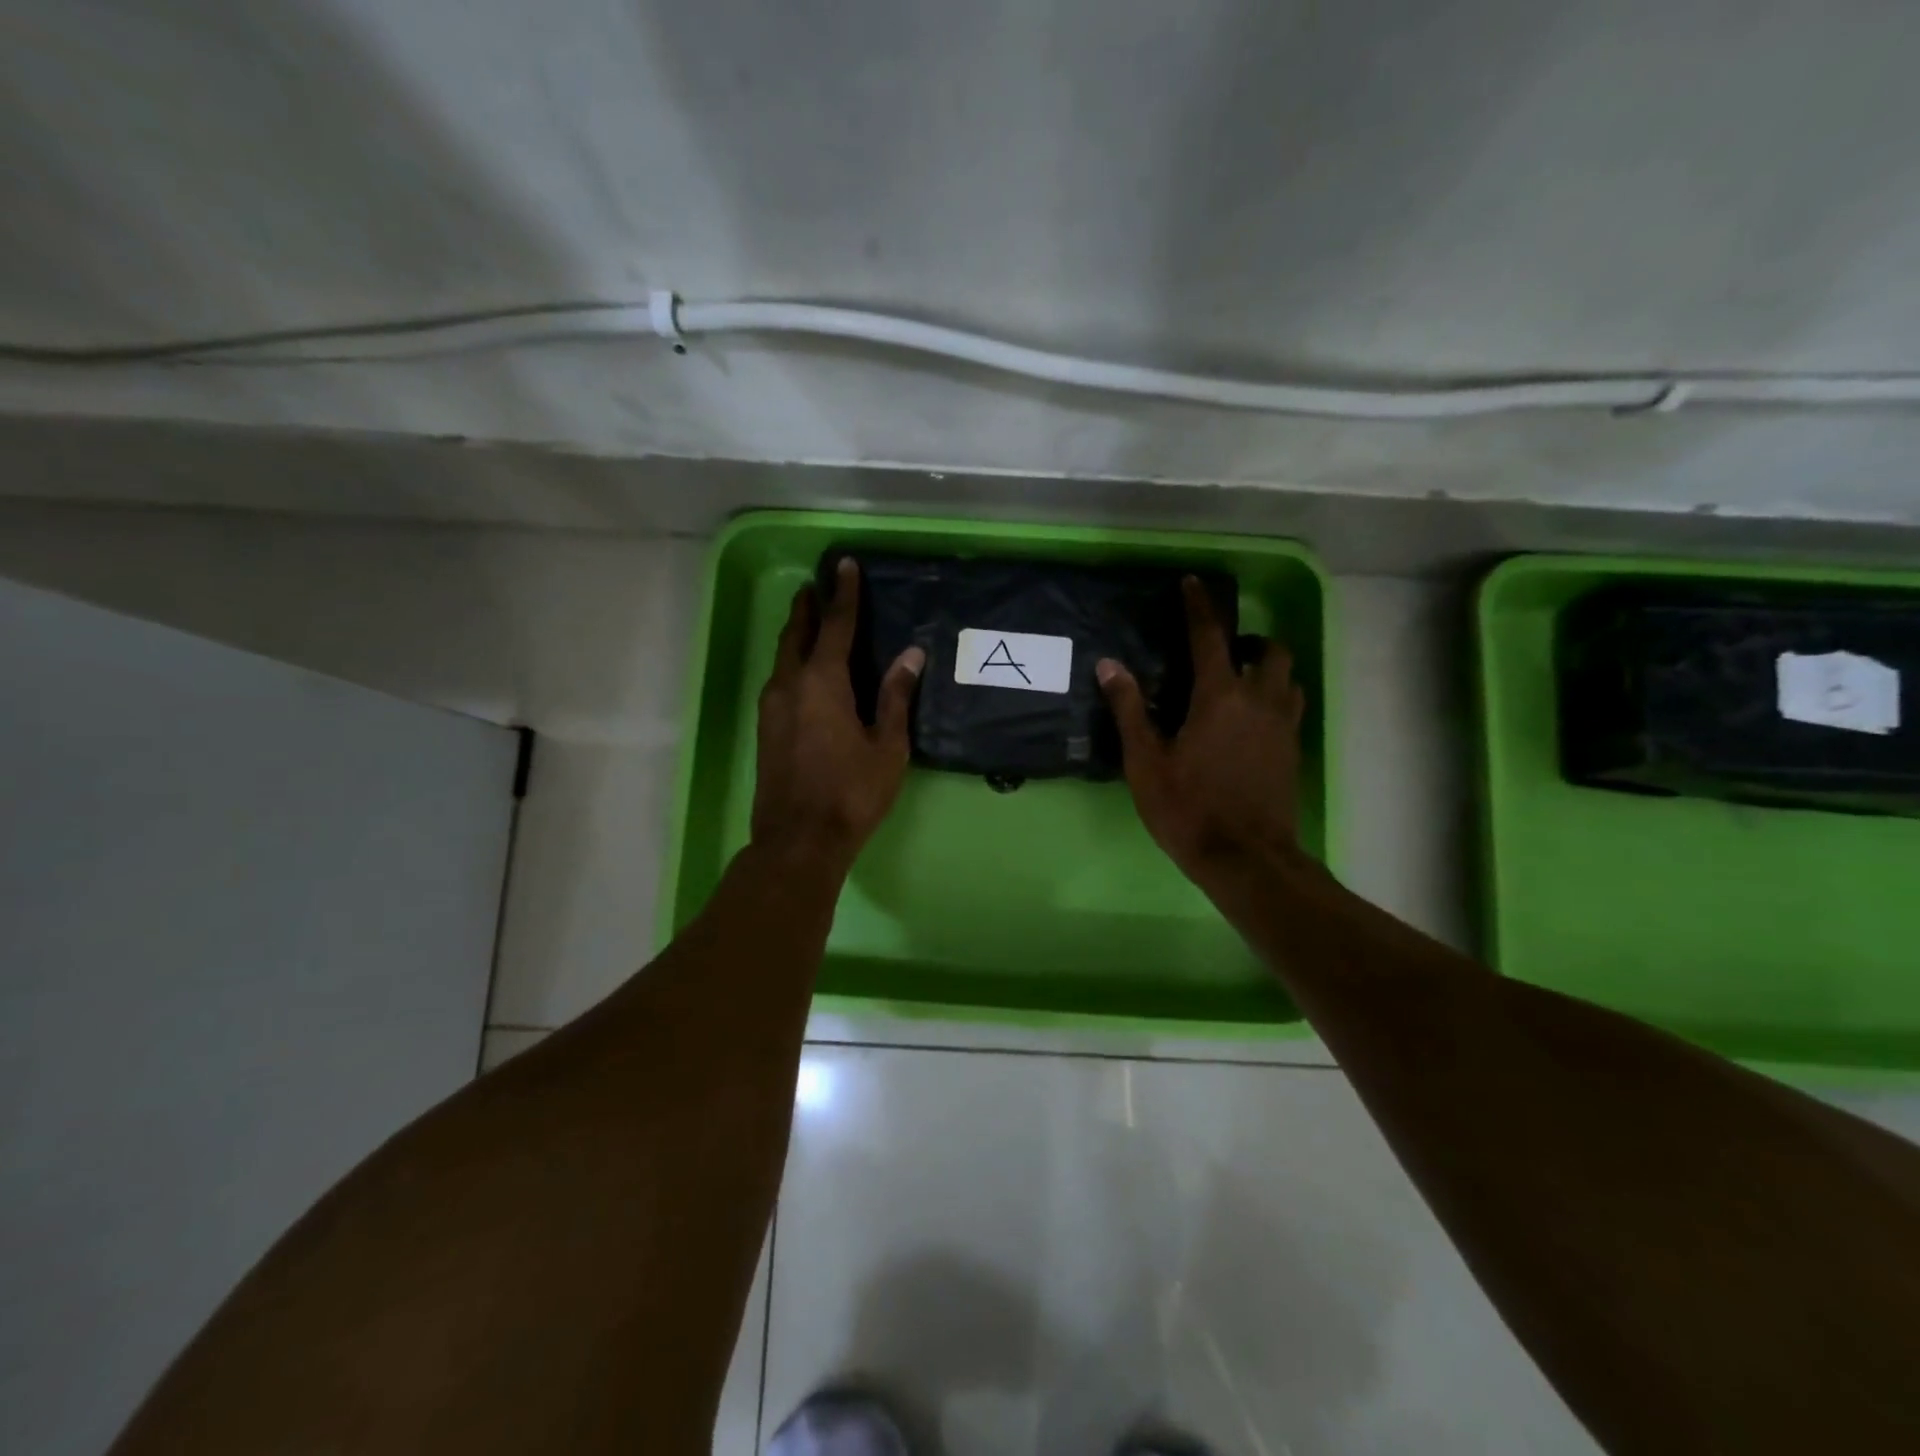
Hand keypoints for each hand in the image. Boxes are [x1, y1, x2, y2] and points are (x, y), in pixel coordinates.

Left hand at [752, 558, 925, 869]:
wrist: (798, 840)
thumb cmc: (851, 793)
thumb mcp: (887, 746)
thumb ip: (895, 696)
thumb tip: (911, 655)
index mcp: (822, 682)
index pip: (834, 625)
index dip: (843, 594)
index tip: (844, 565)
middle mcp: (790, 685)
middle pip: (796, 634)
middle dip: (808, 607)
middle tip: (818, 585)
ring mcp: (772, 707)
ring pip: (783, 657)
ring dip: (796, 633)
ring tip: (810, 619)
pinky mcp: (766, 728)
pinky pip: (779, 679)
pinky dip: (792, 661)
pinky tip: (804, 670)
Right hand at [1097, 577, 1305, 886]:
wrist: (1245, 858)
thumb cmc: (1188, 808)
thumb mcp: (1146, 761)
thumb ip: (1129, 709)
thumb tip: (1109, 665)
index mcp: (1220, 696)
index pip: (1209, 636)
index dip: (1199, 607)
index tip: (1192, 584)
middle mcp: (1259, 700)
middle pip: (1268, 650)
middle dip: (1247, 640)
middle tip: (1221, 652)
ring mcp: (1282, 726)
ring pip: (1287, 678)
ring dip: (1266, 669)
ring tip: (1240, 682)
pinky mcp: (1292, 751)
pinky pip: (1290, 707)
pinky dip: (1275, 698)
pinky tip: (1252, 720)